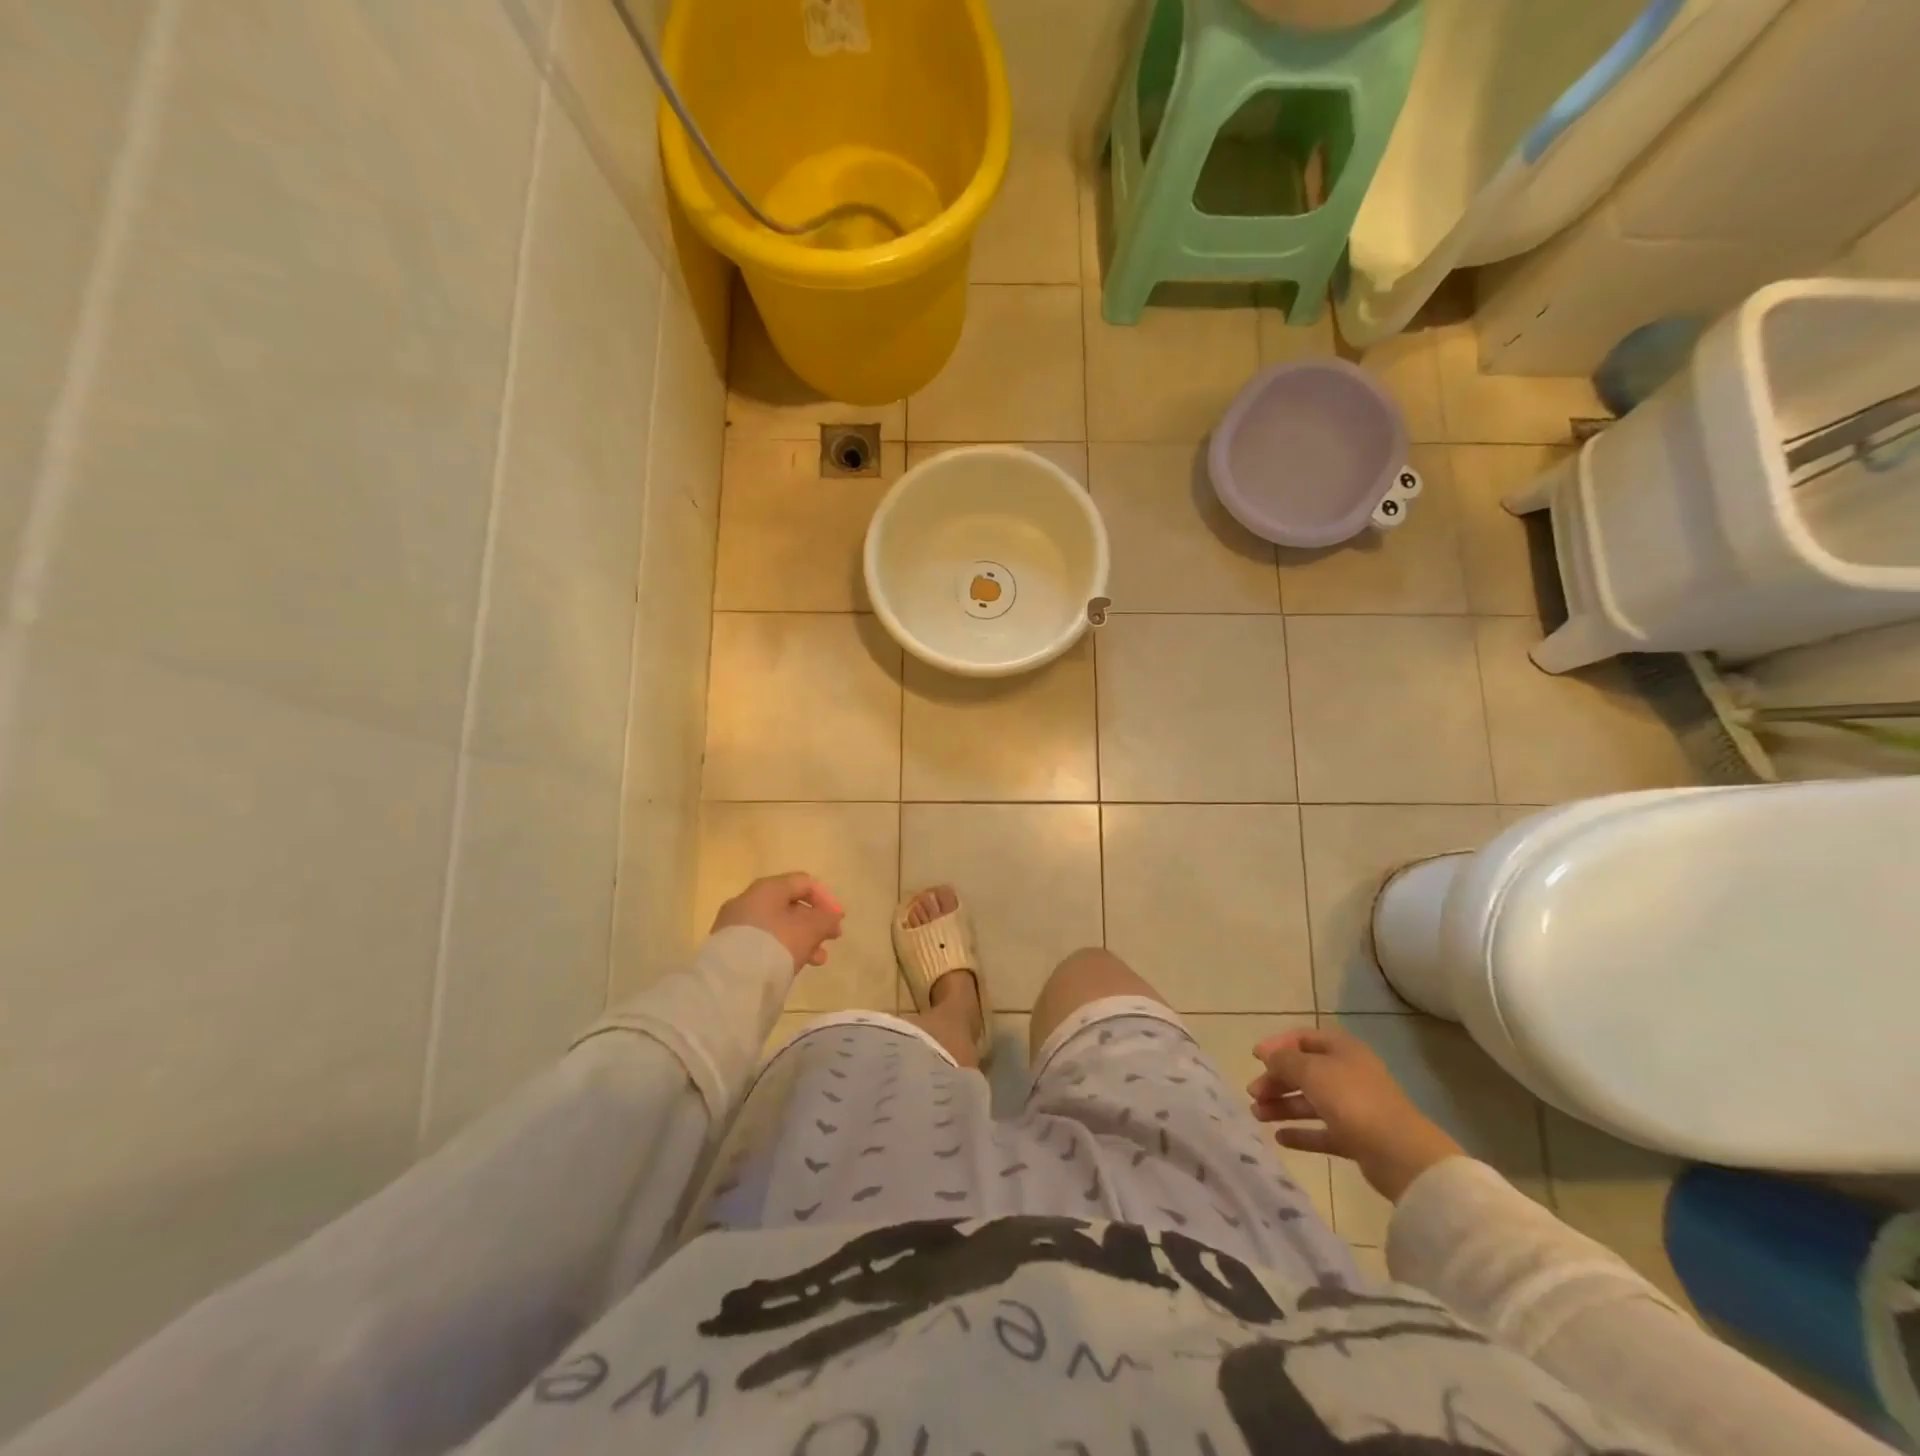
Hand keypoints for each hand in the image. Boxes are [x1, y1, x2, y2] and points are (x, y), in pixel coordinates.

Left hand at [712, 872, 844, 972]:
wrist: (732, 980)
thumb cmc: (777, 944)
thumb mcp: (809, 929)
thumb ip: (826, 919)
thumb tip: (833, 916)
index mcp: (767, 888)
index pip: (803, 883)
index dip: (826, 899)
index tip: (838, 920)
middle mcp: (748, 900)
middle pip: (789, 906)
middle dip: (814, 923)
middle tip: (831, 939)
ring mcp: (735, 925)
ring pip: (777, 926)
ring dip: (801, 939)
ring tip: (818, 960)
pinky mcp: (729, 947)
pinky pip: (762, 942)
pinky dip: (782, 949)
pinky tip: (793, 966)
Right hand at [1247, 1027, 1463, 1201]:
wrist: (1400, 1154)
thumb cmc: (1352, 1100)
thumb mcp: (1311, 1071)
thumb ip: (1284, 1060)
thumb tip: (1268, 1054)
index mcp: (1343, 1050)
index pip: (1303, 1038)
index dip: (1278, 1045)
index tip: (1255, 1057)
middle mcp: (1348, 1074)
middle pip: (1304, 1072)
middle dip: (1276, 1080)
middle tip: (1253, 1093)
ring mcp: (1354, 1107)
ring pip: (1310, 1102)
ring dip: (1282, 1106)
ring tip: (1257, 1115)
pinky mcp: (1356, 1138)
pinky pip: (1322, 1131)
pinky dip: (1301, 1133)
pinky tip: (1280, 1138)